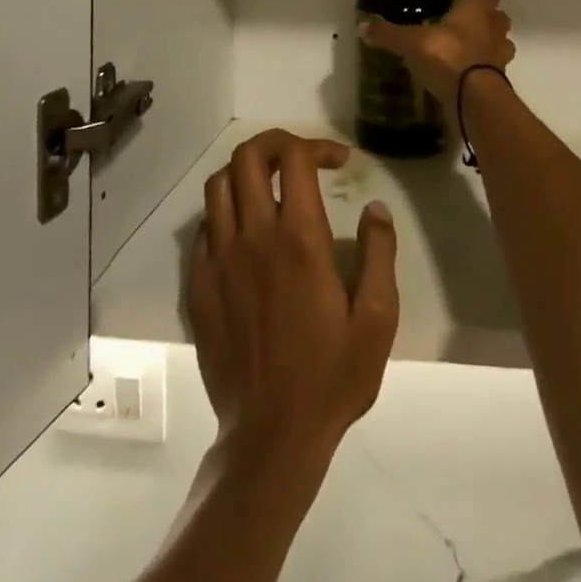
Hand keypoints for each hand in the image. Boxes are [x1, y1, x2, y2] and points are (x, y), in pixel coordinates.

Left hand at [188, 130, 398, 462]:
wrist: (270, 437)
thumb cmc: (331, 376)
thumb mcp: (377, 318)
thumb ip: (380, 253)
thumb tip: (375, 208)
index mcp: (299, 239)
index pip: (295, 158)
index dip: (317, 145)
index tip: (339, 162)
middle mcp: (253, 237)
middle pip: (247, 157)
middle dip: (275, 144)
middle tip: (300, 160)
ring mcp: (219, 260)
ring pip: (219, 185)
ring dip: (246, 173)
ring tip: (271, 188)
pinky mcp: (199, 285)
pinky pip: (204, 227)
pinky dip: (225, 213)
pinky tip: (246, 233)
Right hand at [358, 0, 514, 105]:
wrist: (474, 98)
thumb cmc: (447, 56)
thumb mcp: (411, 43)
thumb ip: (389, 34)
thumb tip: (362, 26)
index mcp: (476, 10)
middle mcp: (493, 28)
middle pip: (500, 16)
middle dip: (489, 17)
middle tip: (467, 21)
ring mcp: (500, 55)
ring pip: (502, 42)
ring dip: (491, 44)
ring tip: (470, 48)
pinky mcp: (499, 80)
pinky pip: (495, 69)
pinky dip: (485, 69)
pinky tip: (467, 74)